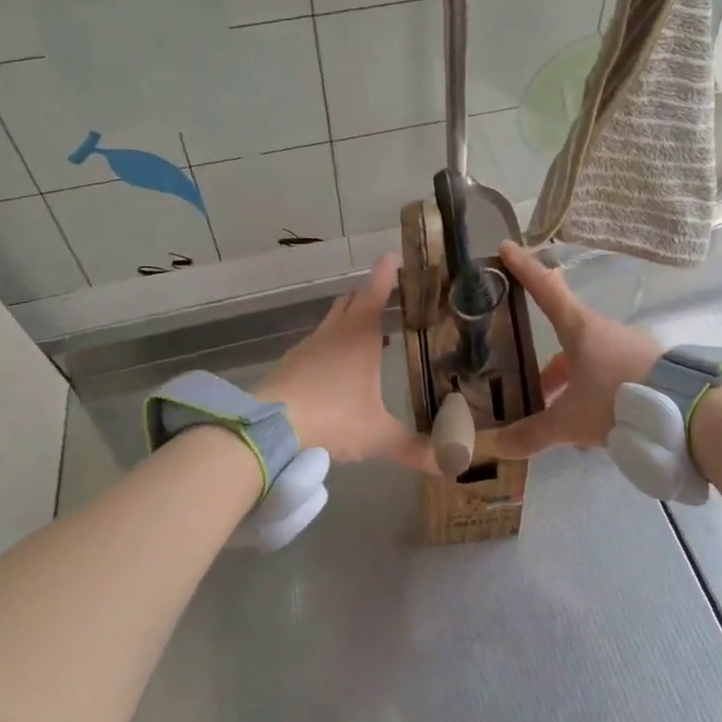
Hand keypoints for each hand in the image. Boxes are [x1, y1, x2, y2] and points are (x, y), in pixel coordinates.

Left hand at [258, 254, 435, 472]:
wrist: (269, 430)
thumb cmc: (332, 419)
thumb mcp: (378, 436)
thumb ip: (415, 448)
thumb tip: (451, 465)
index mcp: (359, 337)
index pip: (375, 293)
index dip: (385, 273)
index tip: (393, 256)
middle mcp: (333, 334)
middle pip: (351, 302)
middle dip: (368, 294)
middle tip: (387, 294)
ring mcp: (308, 347)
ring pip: (332, 322)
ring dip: (350, 320)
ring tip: (370, 333)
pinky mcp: (290, 365)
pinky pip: (317, 344)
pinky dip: (332, 345)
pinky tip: (338, 368)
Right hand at [493, 241, 661, 459]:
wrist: (687, 412)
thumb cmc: (617, 401)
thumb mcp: (569, 422)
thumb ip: (532, 434)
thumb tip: (496, 446)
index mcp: (579, 329)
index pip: (545, 290)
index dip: (524, 269)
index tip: (507, 247)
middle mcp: (605, 331)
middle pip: (567, 338)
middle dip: (549, 366)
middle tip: (535, 389)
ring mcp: (631, 347)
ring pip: (591, 361)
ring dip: (574, 385)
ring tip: (565, 420)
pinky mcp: (650, 367)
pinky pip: (614, 376)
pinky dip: (599, 395)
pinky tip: (597, 427)